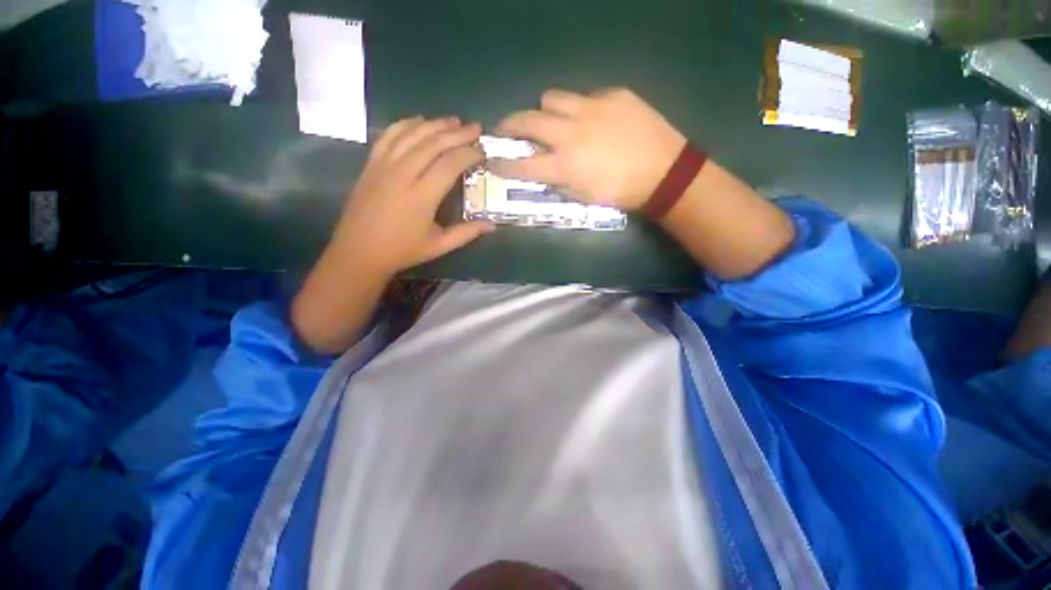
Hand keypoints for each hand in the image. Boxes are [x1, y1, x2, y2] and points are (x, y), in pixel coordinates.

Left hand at [330, 116, 495, 276]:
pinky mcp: (371, 165)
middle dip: (457, 133)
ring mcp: (383, 166)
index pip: (449, 164)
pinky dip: (405, 124)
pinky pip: (389, 136)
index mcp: (421, 197)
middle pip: (432, 144)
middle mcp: (401, 175)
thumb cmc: (402, 251)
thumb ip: (466, 233)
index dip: (468, 154)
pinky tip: (419, 121)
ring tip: (453, 121)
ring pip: (411, 135)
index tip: (482, 151)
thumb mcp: (438, 246)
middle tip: (475, 128)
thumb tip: (492, 225)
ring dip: (434, 124)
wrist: (358, 252)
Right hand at [491, 88, 685, 209]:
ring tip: (554, 120)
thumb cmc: (621, 193)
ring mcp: (592, 108)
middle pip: (527, 119)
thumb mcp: (584, 198)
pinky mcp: (612, 95)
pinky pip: (585, 96)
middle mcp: (571, 133)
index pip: (522, 164)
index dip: (503, 164)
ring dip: (545, 111)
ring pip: (551, 97)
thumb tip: (544, 169)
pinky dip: (580, 109)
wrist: (664, 172)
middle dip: (509, 125)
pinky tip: (593, 120)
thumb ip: (559, 182)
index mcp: (565, 165)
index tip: (492, 161)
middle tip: (507, 130)